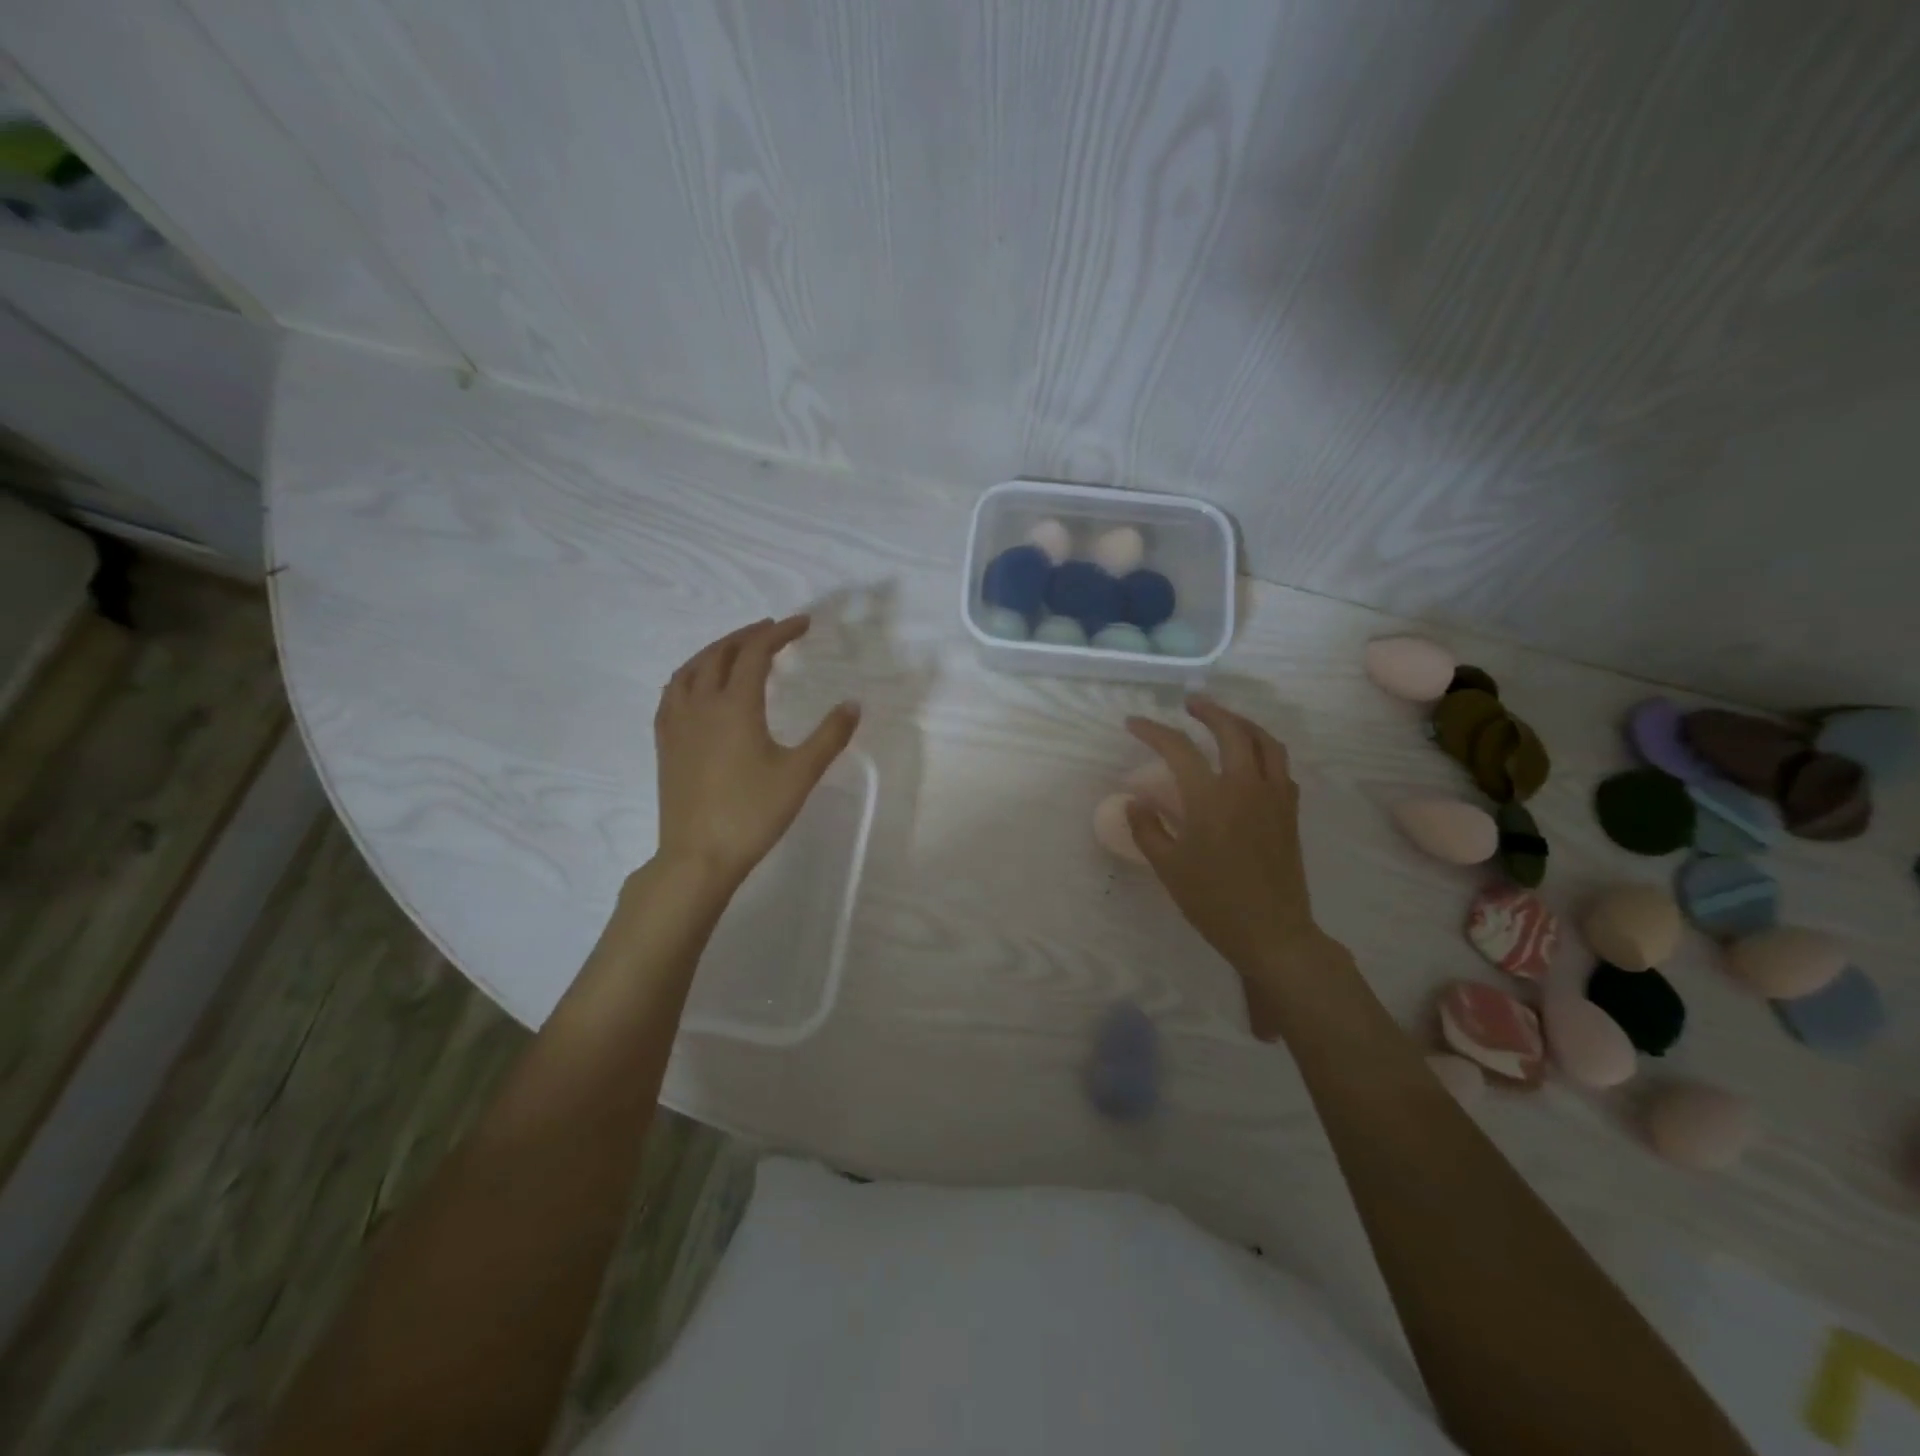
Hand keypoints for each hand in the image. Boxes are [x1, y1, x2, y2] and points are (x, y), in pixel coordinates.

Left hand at [653, 616, 859, 890]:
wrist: (698, 856)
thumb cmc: (753, 813)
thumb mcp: (800, 774)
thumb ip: (829, 736)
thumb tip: (852, 704)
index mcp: (736, 705)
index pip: (756, 652)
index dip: (780, 633)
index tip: (803, 624)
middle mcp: (702, 704)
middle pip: (721, 653)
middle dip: (748, 635)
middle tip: (773, 630)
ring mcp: (677, 723)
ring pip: (691, 668)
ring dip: (716, 650)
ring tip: (736, 649)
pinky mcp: (665, 743)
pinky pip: (672, 692)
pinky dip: (690, 674)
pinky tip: (697, 685)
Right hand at [1125, 697, 1326, 1035]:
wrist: (1272, 932)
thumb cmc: (1213, 901)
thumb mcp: (1168, 867)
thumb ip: (1148, 828)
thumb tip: (1136, 801)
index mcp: (1211, 797)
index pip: (1178, 749)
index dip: (1153, 731)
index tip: (1133, 723)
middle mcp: (1246, 786)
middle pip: (1231, 731)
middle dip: (1208, 711)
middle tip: (1189, 704)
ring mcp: (1274, 797)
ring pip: (1266, 742)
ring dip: (1243, 723)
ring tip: (1225, 720)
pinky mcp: (1290, 812)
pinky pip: (1281, 767)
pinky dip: (1264, 750)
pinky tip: (1252, 759)